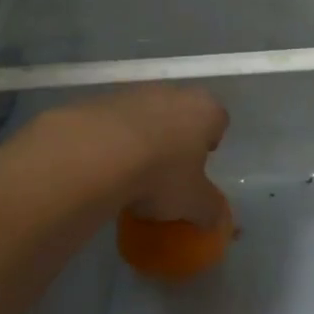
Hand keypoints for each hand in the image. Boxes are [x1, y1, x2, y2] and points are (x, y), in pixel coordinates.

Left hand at [49, 85, 229, 226]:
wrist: (95, 153)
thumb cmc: (161, 174)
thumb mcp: (193, 203)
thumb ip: (210, 210)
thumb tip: (217, 220)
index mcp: (206, 110)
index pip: (219, 121)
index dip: (210, 144)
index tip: (198, 168)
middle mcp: (175, 92)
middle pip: (182, 114)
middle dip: (177, 139)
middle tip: (167, 171)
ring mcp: (136, 93)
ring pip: (147, 116)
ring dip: (144, 138)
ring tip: (132, 172)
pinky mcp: (101, 101)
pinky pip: (116, 122)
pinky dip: (114, 140)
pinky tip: (105, 166)